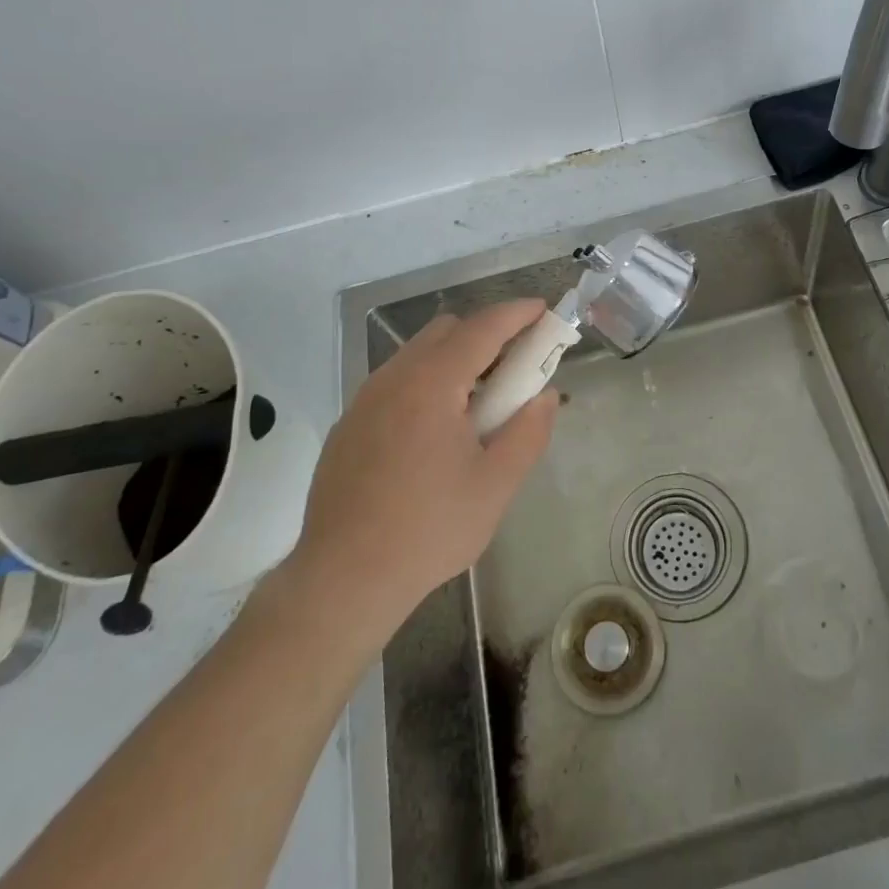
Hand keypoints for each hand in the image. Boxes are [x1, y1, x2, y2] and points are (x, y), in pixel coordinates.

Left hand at [279, 300, 558, 647]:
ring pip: (418, 354)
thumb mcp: (495, 485)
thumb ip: (528, 432)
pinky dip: (427, 383)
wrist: (342, 579)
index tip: (542, 310)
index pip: (482, 328)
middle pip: (446, 331)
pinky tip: (435, 433)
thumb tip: (545, 396)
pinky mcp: (349, 424)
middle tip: (514, 369)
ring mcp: (365, 399)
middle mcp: (393, 378)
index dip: (516, 313)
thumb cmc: (428, 530)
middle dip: (486, 335)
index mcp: (432, 384)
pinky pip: (396, 382)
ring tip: (477, 406)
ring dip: (455, 360)